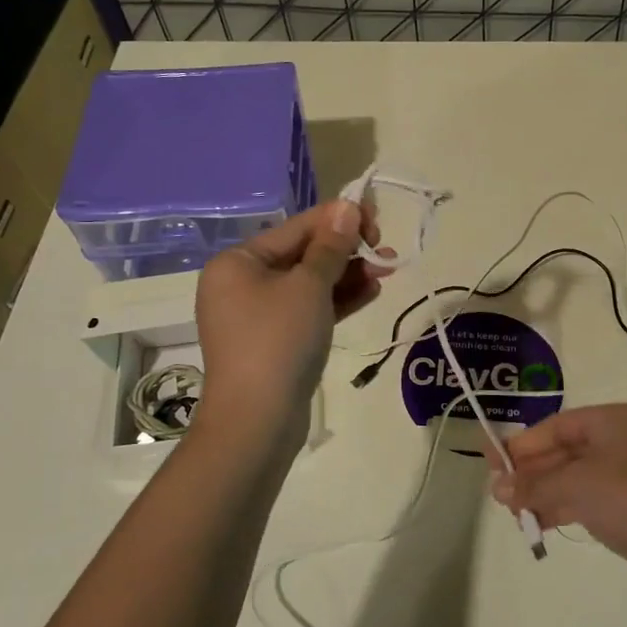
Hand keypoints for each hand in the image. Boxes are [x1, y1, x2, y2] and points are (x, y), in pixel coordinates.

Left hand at [194, 199, 392, 441]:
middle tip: (386, 251)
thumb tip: (347, 205)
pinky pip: (308, 310)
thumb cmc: (278, 340)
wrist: (257, 421)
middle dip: (347, 251)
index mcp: (238, 261)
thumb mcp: (309, 286)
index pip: (296, 228)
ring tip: (388, 270)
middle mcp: (242, 283)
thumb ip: (331, 245)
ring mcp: (257, 315)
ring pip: (309, 284)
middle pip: (303, 254)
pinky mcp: (275, 341)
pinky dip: (337, 301)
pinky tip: (371, 292)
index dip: (338, 220)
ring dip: (348, 275)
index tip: (377, 220)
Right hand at [486, 403, 626, 588]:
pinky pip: (591, 496)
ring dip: (545, 491)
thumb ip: (533, 484)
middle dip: (533, 472)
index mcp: (614, 419)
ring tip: (514, 512)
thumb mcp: (573, 485)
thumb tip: (497, 489)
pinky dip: (565, 505)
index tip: (495, 463)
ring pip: (577, 476)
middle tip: (500, 492)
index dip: (523, 444)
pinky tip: (541, 521)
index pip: (558, 425)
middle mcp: (625, 438)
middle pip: (567, 450)